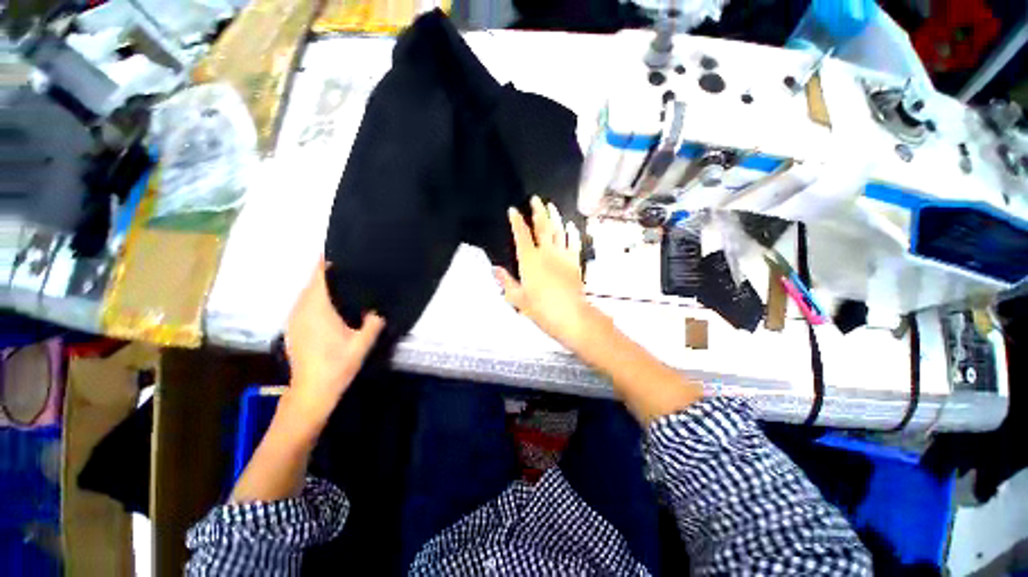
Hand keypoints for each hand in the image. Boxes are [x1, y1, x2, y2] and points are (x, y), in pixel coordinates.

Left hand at [284, 258, 384, 425]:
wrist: (311, 391)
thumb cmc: (337, 365)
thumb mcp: (363, 343)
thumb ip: (374, 321)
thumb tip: (380, 305)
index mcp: (317, 309)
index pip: (319, 276)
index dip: (327, 261)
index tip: (342, 251)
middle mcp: (301, 309)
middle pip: (312, 282)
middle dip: (328, 271)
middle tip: (351, 266)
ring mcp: (294, 319)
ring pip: (306, 293)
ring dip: (322, 284)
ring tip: (344, 280)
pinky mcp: (293, 328)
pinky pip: (304, 304)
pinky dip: (316, 297)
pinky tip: (331, 303)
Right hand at [495, 196, 590, 347]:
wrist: (570, 315)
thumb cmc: (541, 309)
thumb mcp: (518, 298)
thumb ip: (506, 281)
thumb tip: (495, 269)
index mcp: (529, 260)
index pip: (521, 235)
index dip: (517, 221)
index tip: (513, 210)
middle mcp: (546, 253)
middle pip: (542, 226)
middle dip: (538, 211)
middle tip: (536, 199)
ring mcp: (562, 255)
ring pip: (559, 230)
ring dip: (555, 217)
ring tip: (551, 206)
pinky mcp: (575, 261)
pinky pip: (573, 242)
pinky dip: (572, 232)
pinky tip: (571, 226)